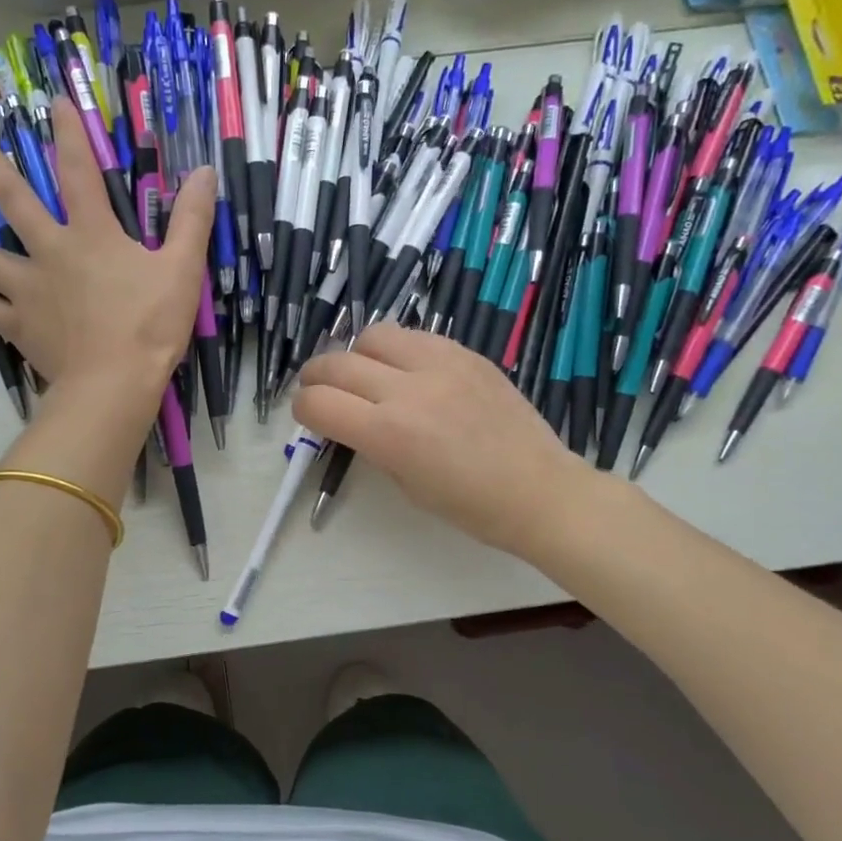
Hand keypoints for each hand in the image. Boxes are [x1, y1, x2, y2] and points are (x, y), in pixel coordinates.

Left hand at [0, 100, 213, 407]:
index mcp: (91, 234)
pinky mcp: (21, 326)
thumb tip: (203, 172)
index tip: (54, 102)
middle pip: (16, 203)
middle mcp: (51, 253)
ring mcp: (30, 290)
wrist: (113, 383)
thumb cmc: (150, 325)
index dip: (69, 134)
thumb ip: (191, 219)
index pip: (78, 171)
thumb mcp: (181, 269)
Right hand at [294, 325, 592, 561]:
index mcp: (388, 434)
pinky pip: (414, 335)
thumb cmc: (469, 505)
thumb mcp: (404, 484)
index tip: (307, 415)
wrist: (539, 490)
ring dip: (356, 354)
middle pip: (335, 363)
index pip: (318, 403)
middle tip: (319, 390)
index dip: (302, 408)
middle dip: (316, 377)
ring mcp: (439, 363)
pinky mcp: (465, 352)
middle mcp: (407, 389)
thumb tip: (349, 419)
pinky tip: (406, 370)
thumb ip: (370, 444)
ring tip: (366, 374)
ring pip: (372, 335)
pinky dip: (396, 349)